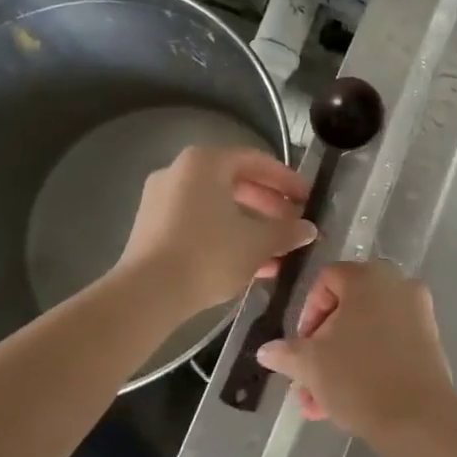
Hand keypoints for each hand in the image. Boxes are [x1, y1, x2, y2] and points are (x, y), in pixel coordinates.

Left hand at [116, 146, 314, 317]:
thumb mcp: (258, 242)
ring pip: (219, 207)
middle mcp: (180, 172)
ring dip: (251, 225)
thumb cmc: (208, 254)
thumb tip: (309, 229)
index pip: (257, 162)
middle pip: (236, 183)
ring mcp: (162, 201)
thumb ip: (287, 231)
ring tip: (278, 250)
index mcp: (205, 163)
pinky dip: (227, 236)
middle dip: (270, 206)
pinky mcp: (153, 229)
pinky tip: (251, 264)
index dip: (288, 181)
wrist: (147, 295)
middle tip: (294, 225)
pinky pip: (200, 224)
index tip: (309, 199)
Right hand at [256, 261, 456, 442]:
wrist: (417, 417)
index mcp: (368, 277)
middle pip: (347, 309)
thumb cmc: (358, 378)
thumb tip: (266, 350)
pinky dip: (367, 364)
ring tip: (319, 404)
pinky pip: (389, 344)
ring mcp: (418, 312)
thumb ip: (286, 353)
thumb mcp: (310, 365)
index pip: (326, 280)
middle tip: (306, 380)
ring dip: (339, 363)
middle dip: (321, 347)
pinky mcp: (430, 340)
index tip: (300, 347)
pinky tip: (346, 403)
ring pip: (366, 332)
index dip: (307, 313)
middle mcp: (397, 284)